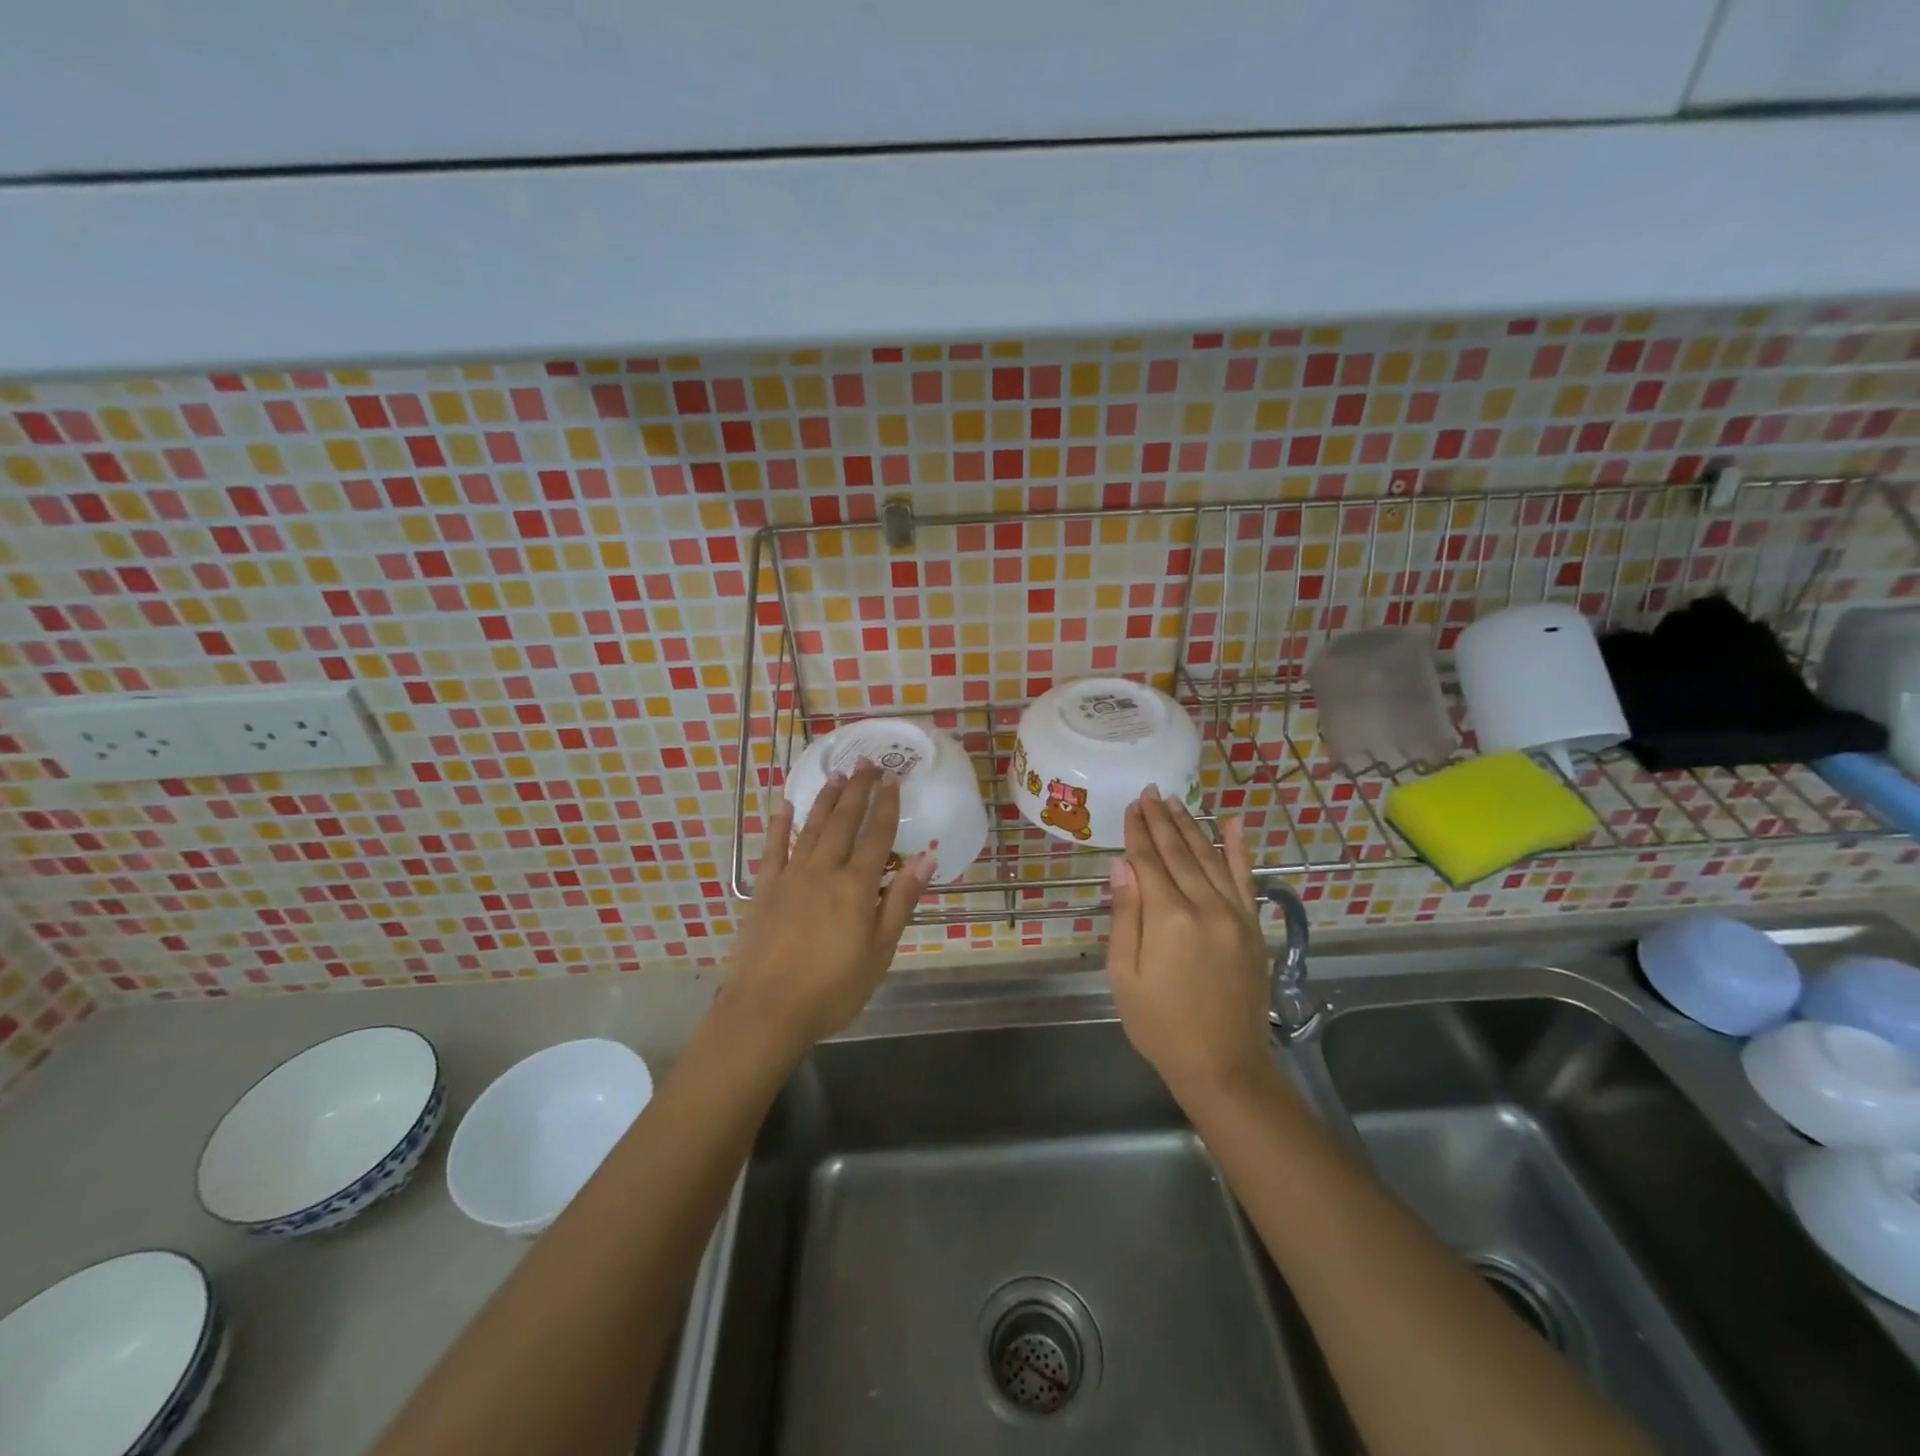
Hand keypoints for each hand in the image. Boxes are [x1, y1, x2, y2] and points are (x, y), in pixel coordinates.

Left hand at [723, 763, 934, 1056]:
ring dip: (826, 799)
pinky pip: (773, 847)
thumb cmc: (833, 988)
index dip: (887, 806)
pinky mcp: (765, 888)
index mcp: (856, 887)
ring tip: (839, 775)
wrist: (767, 1010)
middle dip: (858, 790)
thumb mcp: (879, 951)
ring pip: (812, 827)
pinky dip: (780, 824)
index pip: (877, 836)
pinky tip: (785, 805)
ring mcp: (791, 877)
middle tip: (867, 763)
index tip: (893, 779)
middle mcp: (824, 871)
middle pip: (844, 822)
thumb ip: (900, 901)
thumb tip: (926, 859)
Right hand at [1106, 788, 1273, 1102]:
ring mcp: (1235, 914)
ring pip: (1211, 857)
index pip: (1149, 862)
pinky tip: (1235, 823)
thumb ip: (1126, 916)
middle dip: (1162, 820)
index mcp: (1170, 919)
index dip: (1138, 832)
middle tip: (1150, 791)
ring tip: (1176, 801)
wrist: (1223, 1065)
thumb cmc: (1160, 1025)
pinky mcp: (1253, 926)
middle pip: (1180, 852)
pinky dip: (1240, 848)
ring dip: (1192, 826)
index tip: (1131, 805)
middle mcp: (1206, 906)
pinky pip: (1247, 878)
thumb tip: (1123, 865)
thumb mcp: (1126, 975)